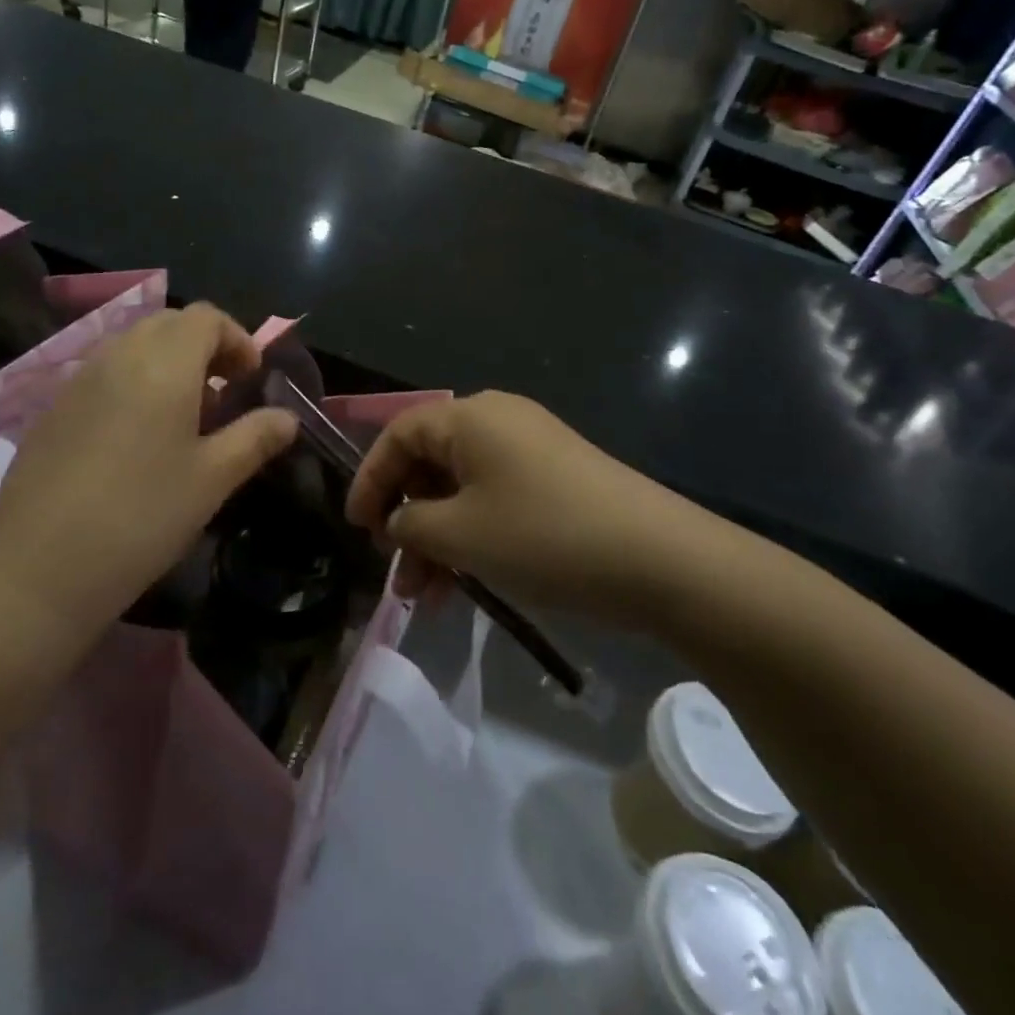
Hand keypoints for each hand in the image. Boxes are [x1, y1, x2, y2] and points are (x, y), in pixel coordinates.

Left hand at [0, 304, 295, 643]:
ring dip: (168, 364)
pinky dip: (133, 384)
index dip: (237, 339)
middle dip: (204, 347)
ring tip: (183, 419)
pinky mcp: (54, 409)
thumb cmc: (143, 517)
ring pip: (133, 346)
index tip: (251, 379)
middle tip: (222, 394)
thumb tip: (288, 417)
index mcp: (163, 364)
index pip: (206, 317)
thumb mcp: (213, 479)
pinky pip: (104, 374)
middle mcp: (118, 356)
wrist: (39, 568)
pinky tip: (136, 440)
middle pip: (169, 324)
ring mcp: (79, 380)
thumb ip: (255, 437)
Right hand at [345, 392, 699, 619]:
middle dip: (406, 520)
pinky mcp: (555, 479)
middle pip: (429, 463)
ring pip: (461, 490)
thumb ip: (411, 524)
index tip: (356, 529)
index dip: (369, 480)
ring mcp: (530, 449)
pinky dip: (472, 536)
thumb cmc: (543, 536)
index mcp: (469, 417)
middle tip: (394, 571)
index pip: (397, 435)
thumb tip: (398, 522)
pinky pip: (494, 500)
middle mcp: (497, 421)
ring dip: (438, 539)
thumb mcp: (460, 534)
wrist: (659, 559)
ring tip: (425, 597)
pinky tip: (466, 584)